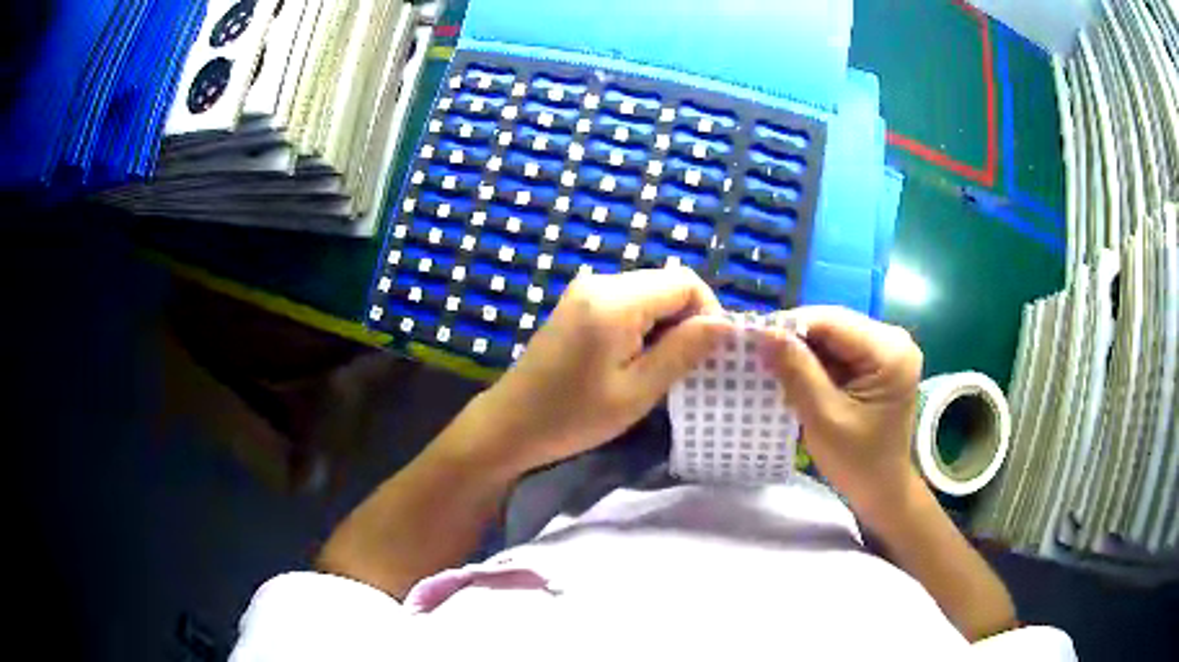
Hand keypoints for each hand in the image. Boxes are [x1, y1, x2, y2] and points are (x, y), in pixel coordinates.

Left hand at [451, 267, 728, 474]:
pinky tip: (634, 361)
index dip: (708, 312)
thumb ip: (683, 351)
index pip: (685, 281)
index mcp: (615, 300)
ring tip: (659, 370)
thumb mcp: (638, 391)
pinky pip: (627, 303)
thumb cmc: (573, 416)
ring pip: (649, 294)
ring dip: (665, 326)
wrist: (511, 424)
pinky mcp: (578, 304)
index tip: (708, 355)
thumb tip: (725, 324)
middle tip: (684, 369)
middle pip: (667, 284)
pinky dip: (643, 327)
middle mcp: (600, 282)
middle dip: (687, 321)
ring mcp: (585, 291)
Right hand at [759, 306, 923, 524]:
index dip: (790, 325)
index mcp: (890, 351)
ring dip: (802, 349)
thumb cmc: (858, 461)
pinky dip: (814, 360)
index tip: (751, 338)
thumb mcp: (823, 418)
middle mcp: (893, 339)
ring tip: (770, 364)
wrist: (882, 488)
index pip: (832, 321)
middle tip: (757, 353)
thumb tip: (763, 332)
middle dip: (795, 337)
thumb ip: (797, 371)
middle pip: (833, 323)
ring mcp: (886, 348)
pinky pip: (839, 348)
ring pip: (832, 335)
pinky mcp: (877, 359)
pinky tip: (794, 374)